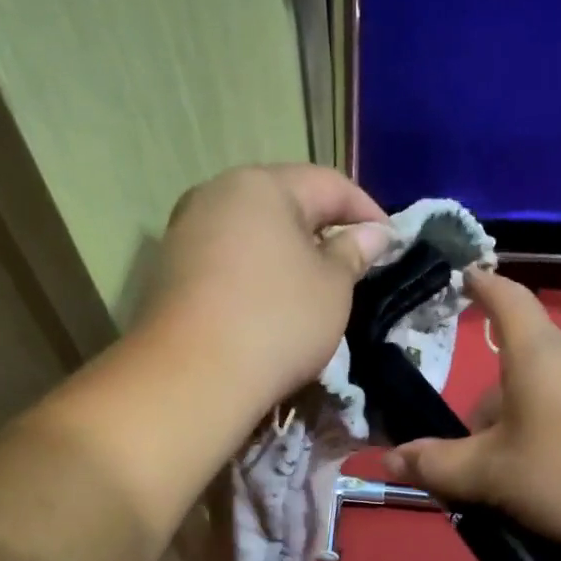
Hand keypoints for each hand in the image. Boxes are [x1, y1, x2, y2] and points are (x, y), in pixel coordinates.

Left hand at [147, 165, 393, 411]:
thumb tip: (373, 233)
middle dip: (322, 228)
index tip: (391, 241)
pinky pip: (227, 261)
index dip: (366, 209)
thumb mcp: (332, 288)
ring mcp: (185, 232)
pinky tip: (269, 304)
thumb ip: (353, 253)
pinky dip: (255, 274)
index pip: (327, 183)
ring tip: (313, 286)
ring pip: (251, 232)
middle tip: (352, 263)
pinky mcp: (169, 272)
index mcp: (261, 185)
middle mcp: (216, 195)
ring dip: (286, 253)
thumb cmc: (277, 321)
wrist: (193, 377)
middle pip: (283, 202)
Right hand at [384, 271, 560, 560]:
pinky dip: (558, 444)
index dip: (479, 284)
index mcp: (538, 353)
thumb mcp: (494, 477)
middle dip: (487, 414)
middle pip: (517, 371)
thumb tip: (389, 458)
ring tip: (513, 489)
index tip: (460, 274)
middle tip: (468, 467)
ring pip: (548, 401)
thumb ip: (438, 467)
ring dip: (520, 435)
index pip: (505, 299)